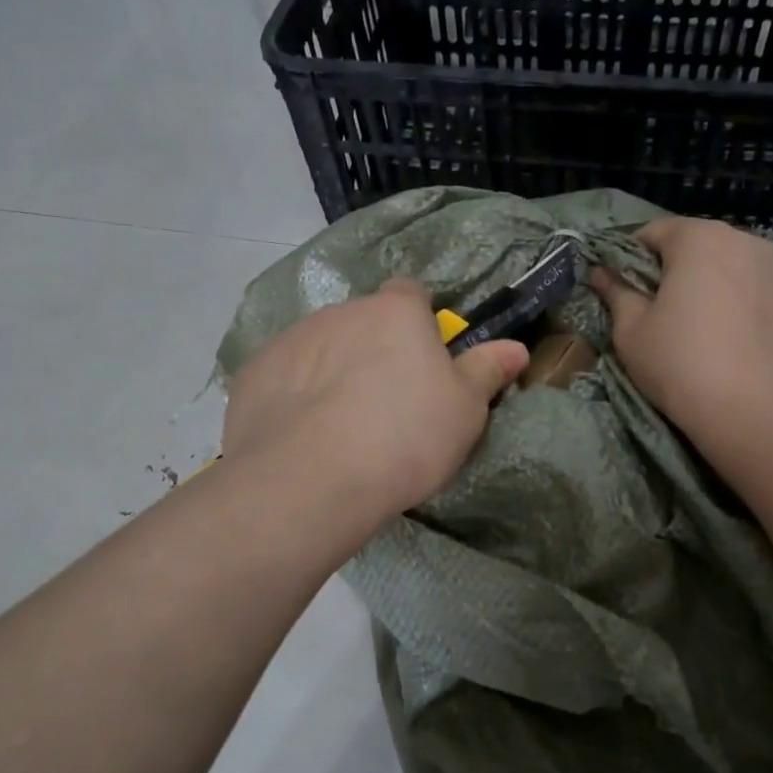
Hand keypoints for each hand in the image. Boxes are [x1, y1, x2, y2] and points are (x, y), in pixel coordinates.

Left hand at [223, 278, 528, 519]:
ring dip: (333, 370)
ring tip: (341, 425)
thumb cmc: (406, 437)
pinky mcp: (255, 374)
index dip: (419, 322)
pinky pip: (285, 376)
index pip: (411, 293)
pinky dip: (294, 395)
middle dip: (374, 349)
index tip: (423, 360)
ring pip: (322, 347)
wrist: (313, 479)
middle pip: (364, 321)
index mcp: (395, 312)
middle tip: (386, 403)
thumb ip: (487, 371)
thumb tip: (516, 347)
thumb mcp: (465, 409)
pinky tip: (302, 436)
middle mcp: (341, 312)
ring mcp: (292, 340)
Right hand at [591, 218, 772, 470]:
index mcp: (699, 239)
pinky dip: (746, 306)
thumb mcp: (632, 332)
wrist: (762, 415)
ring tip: (704, 327)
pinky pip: (762, 293)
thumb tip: (601, 273)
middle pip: (699, 245)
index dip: (631, 257)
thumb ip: (616, 293)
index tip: (623, 288)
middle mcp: (746, 241)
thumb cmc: (683, 365)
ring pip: (735, 267)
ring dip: (715, 285)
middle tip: (661, 311)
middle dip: (677, 269)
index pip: (653, 232)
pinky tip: (738, 342)